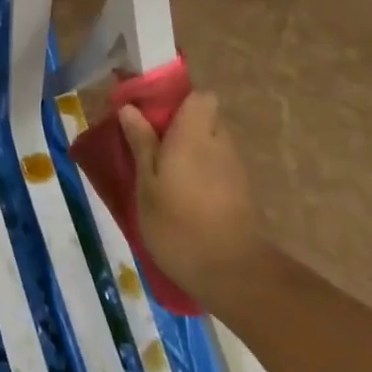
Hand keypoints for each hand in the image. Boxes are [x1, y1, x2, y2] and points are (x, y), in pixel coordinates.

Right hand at [119, 91, 268, 306]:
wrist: (234, 276)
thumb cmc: (179, 224)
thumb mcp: (147, 184)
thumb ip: (141, 143)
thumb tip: (130, 108)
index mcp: (195, 134)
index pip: (200, 96)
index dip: (178, 99)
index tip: (151, 113)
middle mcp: (220, 144)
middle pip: (204, 119)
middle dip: (180, 125)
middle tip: (149, 145)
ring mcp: (235, 170)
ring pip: (211, 144)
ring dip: (190, 151)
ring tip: (162, 174)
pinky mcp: (242, 194)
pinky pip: (217, 168)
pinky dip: (201, 173)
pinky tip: (181, 197)